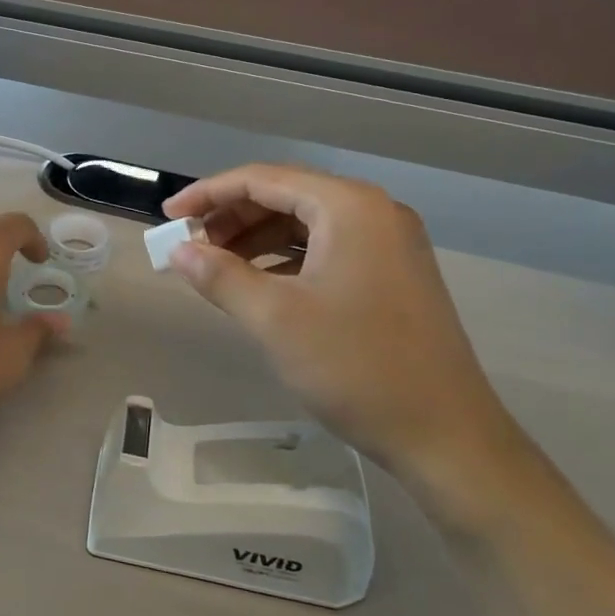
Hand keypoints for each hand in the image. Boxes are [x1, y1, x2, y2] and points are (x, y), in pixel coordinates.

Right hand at [162, 165, 523, 488]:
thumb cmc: (356, 367)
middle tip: (189, 246)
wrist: (446, 436)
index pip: (263, 179)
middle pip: (286, 195)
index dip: (208, 194)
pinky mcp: (392, 273)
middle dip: (232, 217)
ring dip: (256, 238)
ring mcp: (389, 243)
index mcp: (349, 207)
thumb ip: (220, 276)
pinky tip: (259, 283)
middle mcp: (373, 212)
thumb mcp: (275, 319)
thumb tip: (178, 252)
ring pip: (305, 223)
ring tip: (216, 266)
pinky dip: (285, 259)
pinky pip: (326, 248)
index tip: (168, 217)